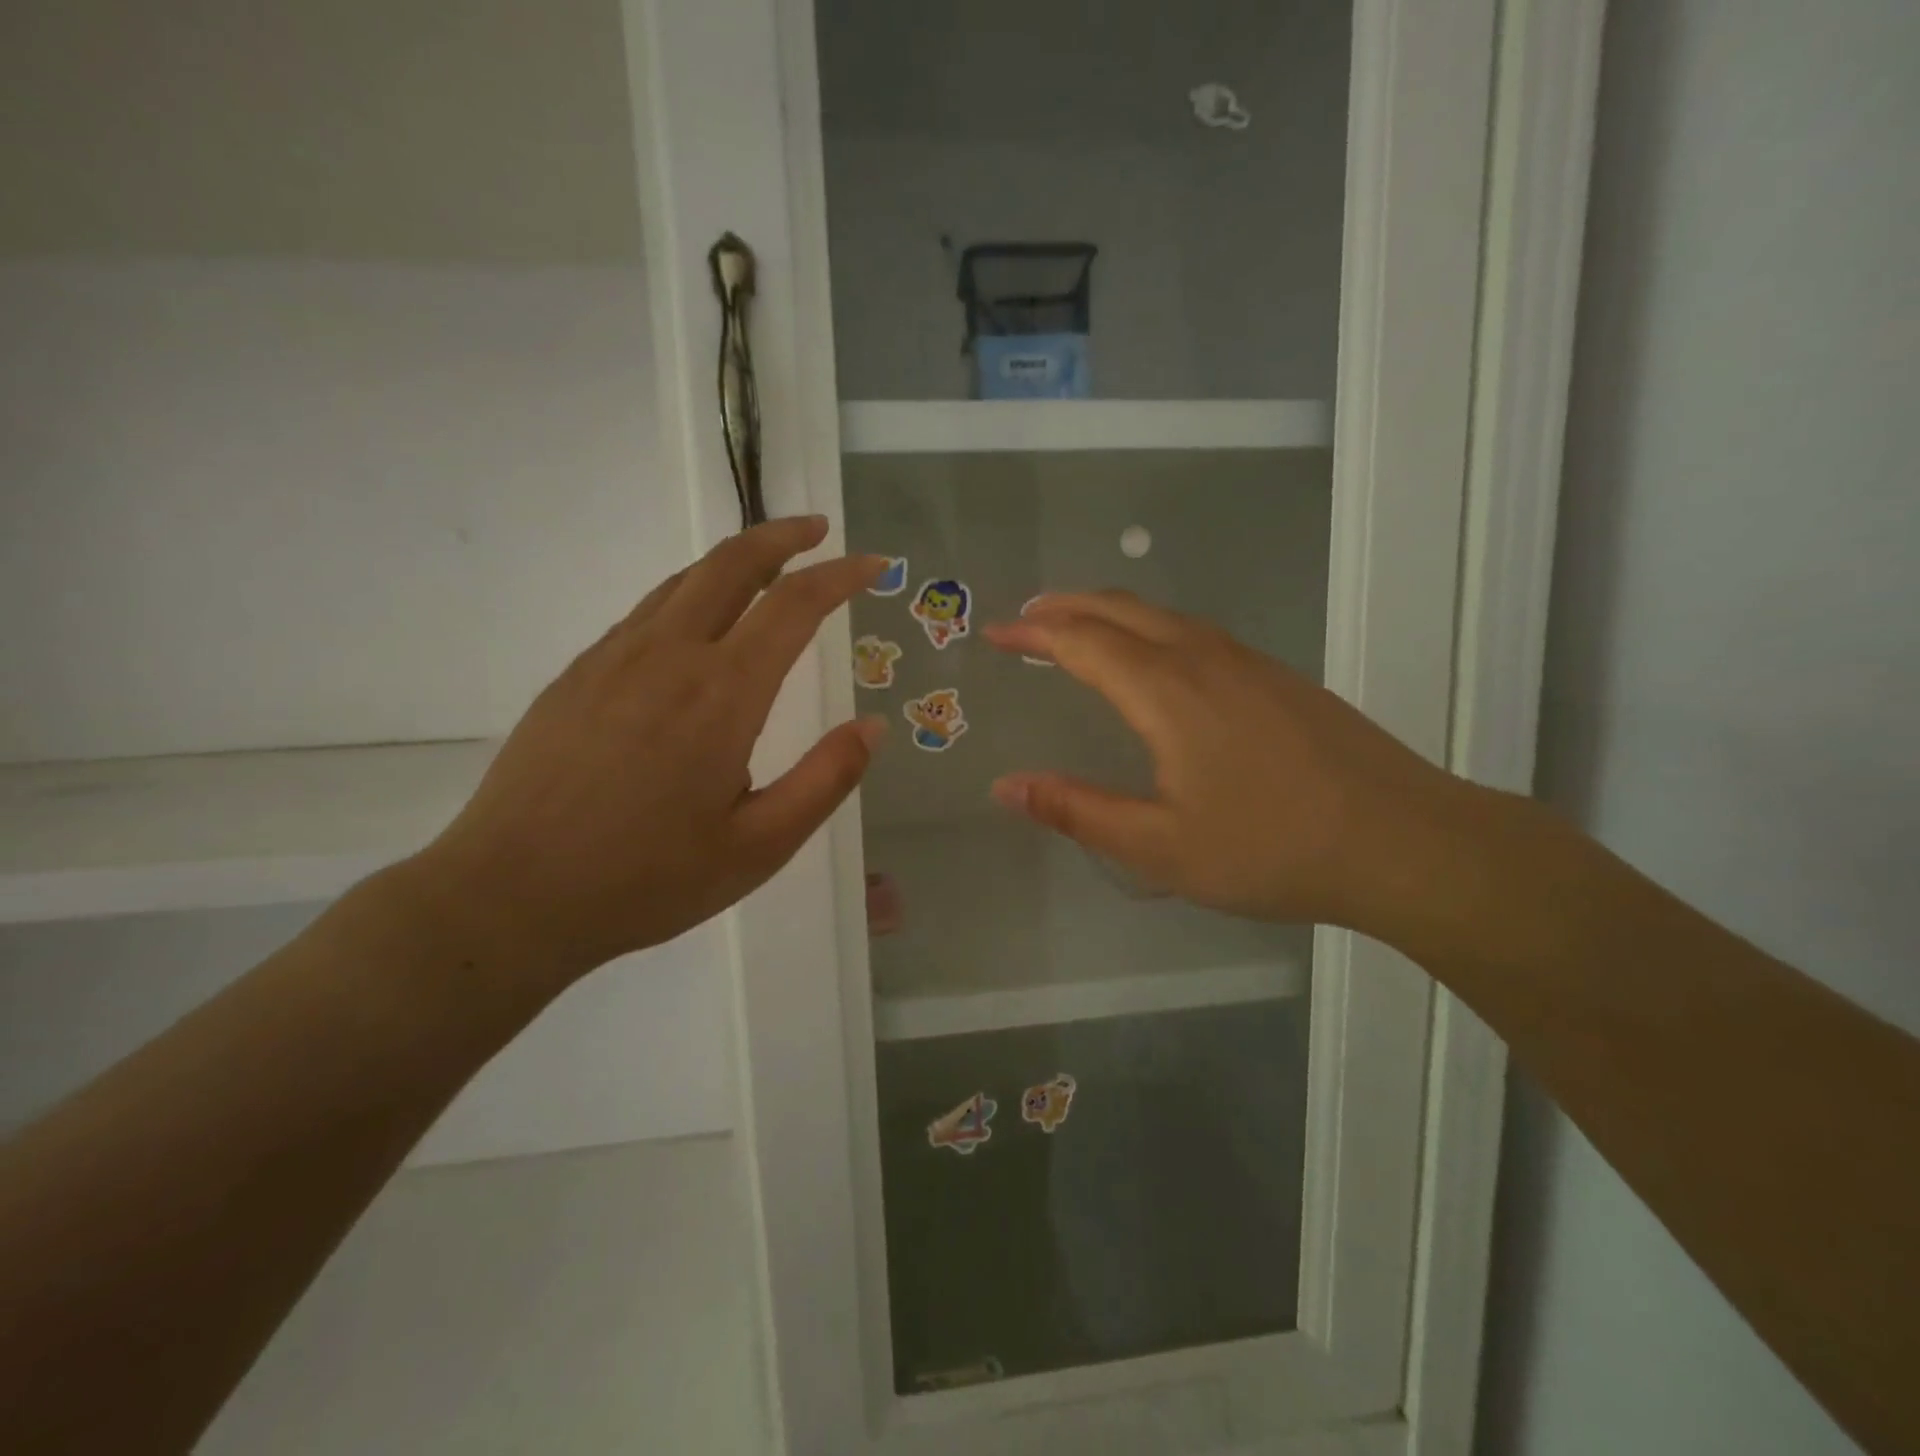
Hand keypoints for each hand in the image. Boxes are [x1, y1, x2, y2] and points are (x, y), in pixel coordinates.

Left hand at [416, 517, 885, 980]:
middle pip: (732, 563)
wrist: (509, 897)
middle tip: (819, 530)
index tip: (873, 565)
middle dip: (783, 535)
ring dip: (736, 559)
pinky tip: (699, 623)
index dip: (840, 575)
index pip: (793, 605)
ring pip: (685, 580)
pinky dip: (691, 593)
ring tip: (770, 565)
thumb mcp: (759, 846)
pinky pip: (647, 611)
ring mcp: (613, 658)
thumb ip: (826, 779)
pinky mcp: (578, 674)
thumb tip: (875, 726)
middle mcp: (668, 656)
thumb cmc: (647, 880)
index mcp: (722, 694)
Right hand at [983, 591, 1472, 935]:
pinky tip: (1156, 658)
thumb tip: (1007, 786)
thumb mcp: (1159, 846)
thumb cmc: (1271, 847)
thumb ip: (1077, 812)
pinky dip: (1151, 628)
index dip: (1033, 634)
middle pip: (1121, 609)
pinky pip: (1195, 631)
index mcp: (1166, 691)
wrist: (1404, 842)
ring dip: (1110, 612)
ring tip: (1078, 627)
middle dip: (1066, 606)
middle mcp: (1203, 658)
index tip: (996, 633)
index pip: (1081, 641)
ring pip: (1163, 615)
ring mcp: (1248, 662)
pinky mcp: (1278, 678)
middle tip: (1027, 617)